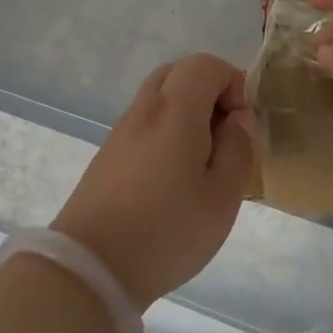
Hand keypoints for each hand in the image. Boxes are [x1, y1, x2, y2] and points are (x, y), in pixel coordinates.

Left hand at [53, 55, 256, 307]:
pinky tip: (174, 177)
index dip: (233, 84)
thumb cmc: (167, 230)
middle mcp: (144, 110)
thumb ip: (238, 148)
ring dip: (187, 113)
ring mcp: (121, 131)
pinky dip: (166, 131)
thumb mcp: (223, 196)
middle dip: (209, 93)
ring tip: (202, 161)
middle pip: (178, 73)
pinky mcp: (108, 155)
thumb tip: (237, 119)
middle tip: (225, 136)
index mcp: (175, 110)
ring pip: (159, 97)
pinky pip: (145, 123)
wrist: (90, 267)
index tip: (241, 126)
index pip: (205, 65)